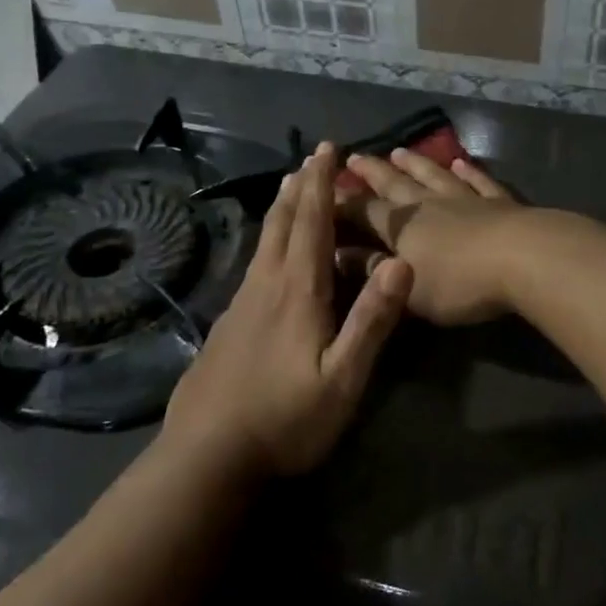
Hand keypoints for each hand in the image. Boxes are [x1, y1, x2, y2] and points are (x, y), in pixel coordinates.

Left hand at [162, 144, 412, 478]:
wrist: (205, 457)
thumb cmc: (285, 419)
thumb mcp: (342, 378)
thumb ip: (371, 320)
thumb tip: (401, 262)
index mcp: (297, 291)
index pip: (312, 222)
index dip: (321, 183)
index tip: (326, 148)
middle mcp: (266, 285)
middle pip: (283, 223)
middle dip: (300, 186)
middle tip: (310, 158)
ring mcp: (241, 304)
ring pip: (264, 242)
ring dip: (282, 209)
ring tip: (291, 189)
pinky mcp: (228, 325)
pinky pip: (254, 264)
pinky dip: (270, 240)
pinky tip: (270, 256)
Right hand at [336, 148, 525, 326]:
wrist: (523, 258)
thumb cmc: (459, 283)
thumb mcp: (408, 288)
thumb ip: (374, 270)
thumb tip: (338, 254)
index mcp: (402, 226)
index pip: (364, 211)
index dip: (342, 204)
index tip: (323, 191)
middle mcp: (429, 204)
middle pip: (395, 184)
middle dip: (373, 172)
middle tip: (355, 156)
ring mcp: (466, 198)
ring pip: (434, 175)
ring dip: (416, 164)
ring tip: (400, 151)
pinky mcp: (499, 201)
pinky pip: (479, 181)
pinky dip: (469, 170)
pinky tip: (462, 162)